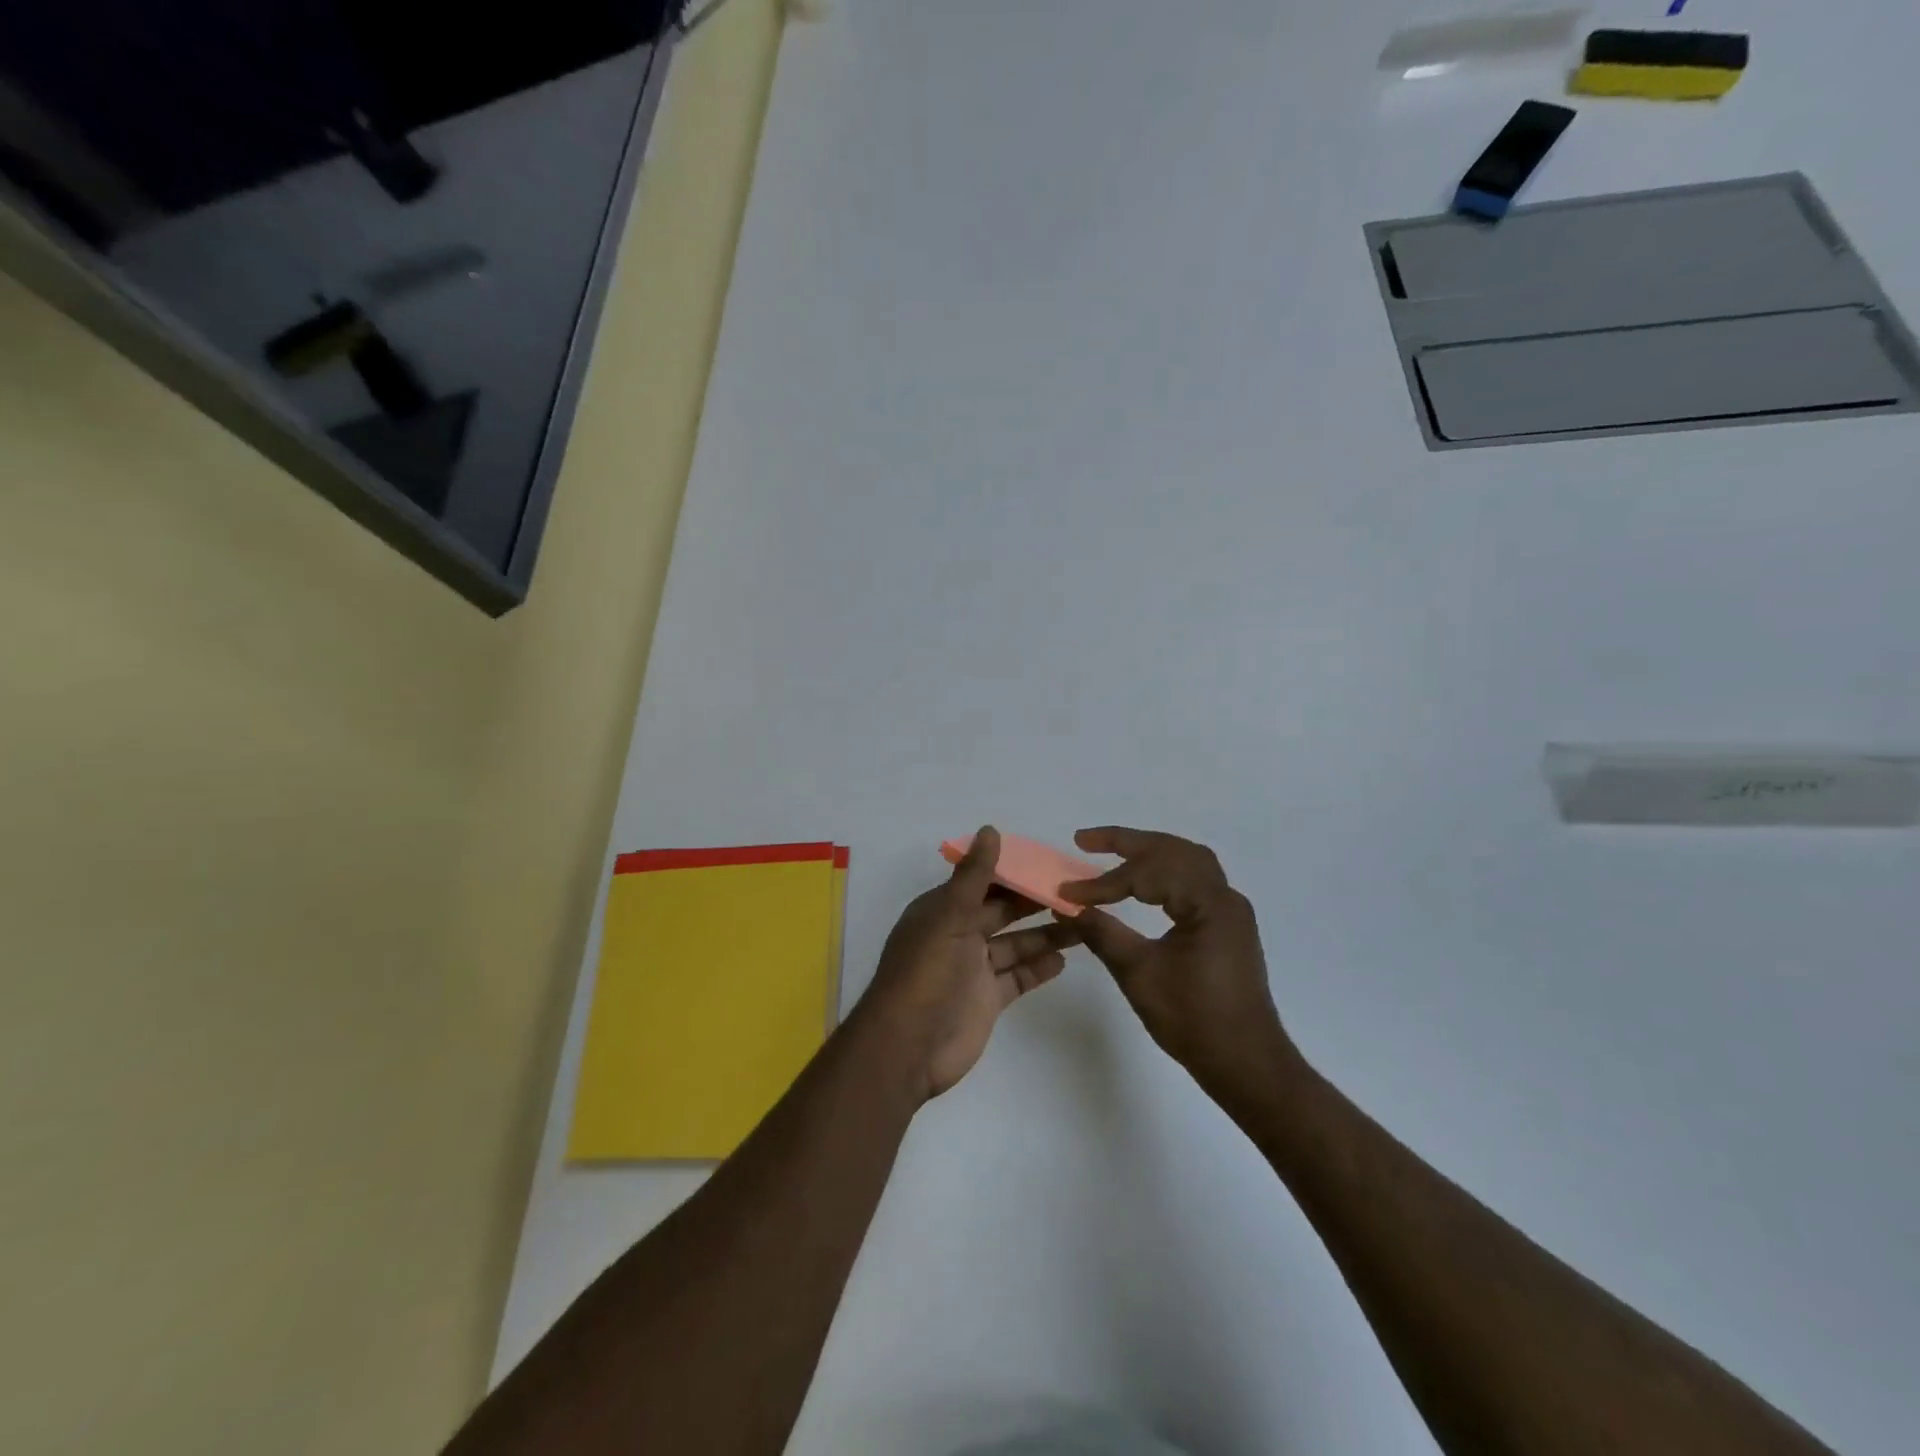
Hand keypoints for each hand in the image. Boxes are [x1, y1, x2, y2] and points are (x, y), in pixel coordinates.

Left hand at [861, 827, 1077, 1100]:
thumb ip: (974, 877)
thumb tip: (990, 829)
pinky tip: (1065, 958)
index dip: (1014, 870)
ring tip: (1084, 921)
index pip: (983, 882)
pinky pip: (1017, 977)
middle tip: (1077, 890)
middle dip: (1035, 900)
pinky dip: (1038, 967)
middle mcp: (958, 935)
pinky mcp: (987, 1000)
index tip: (1050, 861)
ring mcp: (973, 969)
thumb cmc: (926, 973)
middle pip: (1002, 911)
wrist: (908, 1047)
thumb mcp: (949, 916)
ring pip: (1015, 944)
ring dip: (1045, 933)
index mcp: (943, 910)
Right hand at [1061, 827, 1299, 1098]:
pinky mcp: (1226, 925)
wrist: (1246, 1064)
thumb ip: (1102, 933)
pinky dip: (1163, 871)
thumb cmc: (1194, 1021)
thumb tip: (1066, 906)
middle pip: (1173, 850)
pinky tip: (1141, 882)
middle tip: (1084, 840)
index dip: (1104, 882)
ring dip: (1148, 851)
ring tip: (1110, 851)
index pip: (1149, 875)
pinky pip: (1194, 880)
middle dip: (1127, 842)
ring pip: (1186, 860)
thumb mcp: (1139, 975)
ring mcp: (1229, 910)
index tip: (1068, 893)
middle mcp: (1225, 897)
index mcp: (1209, 905)